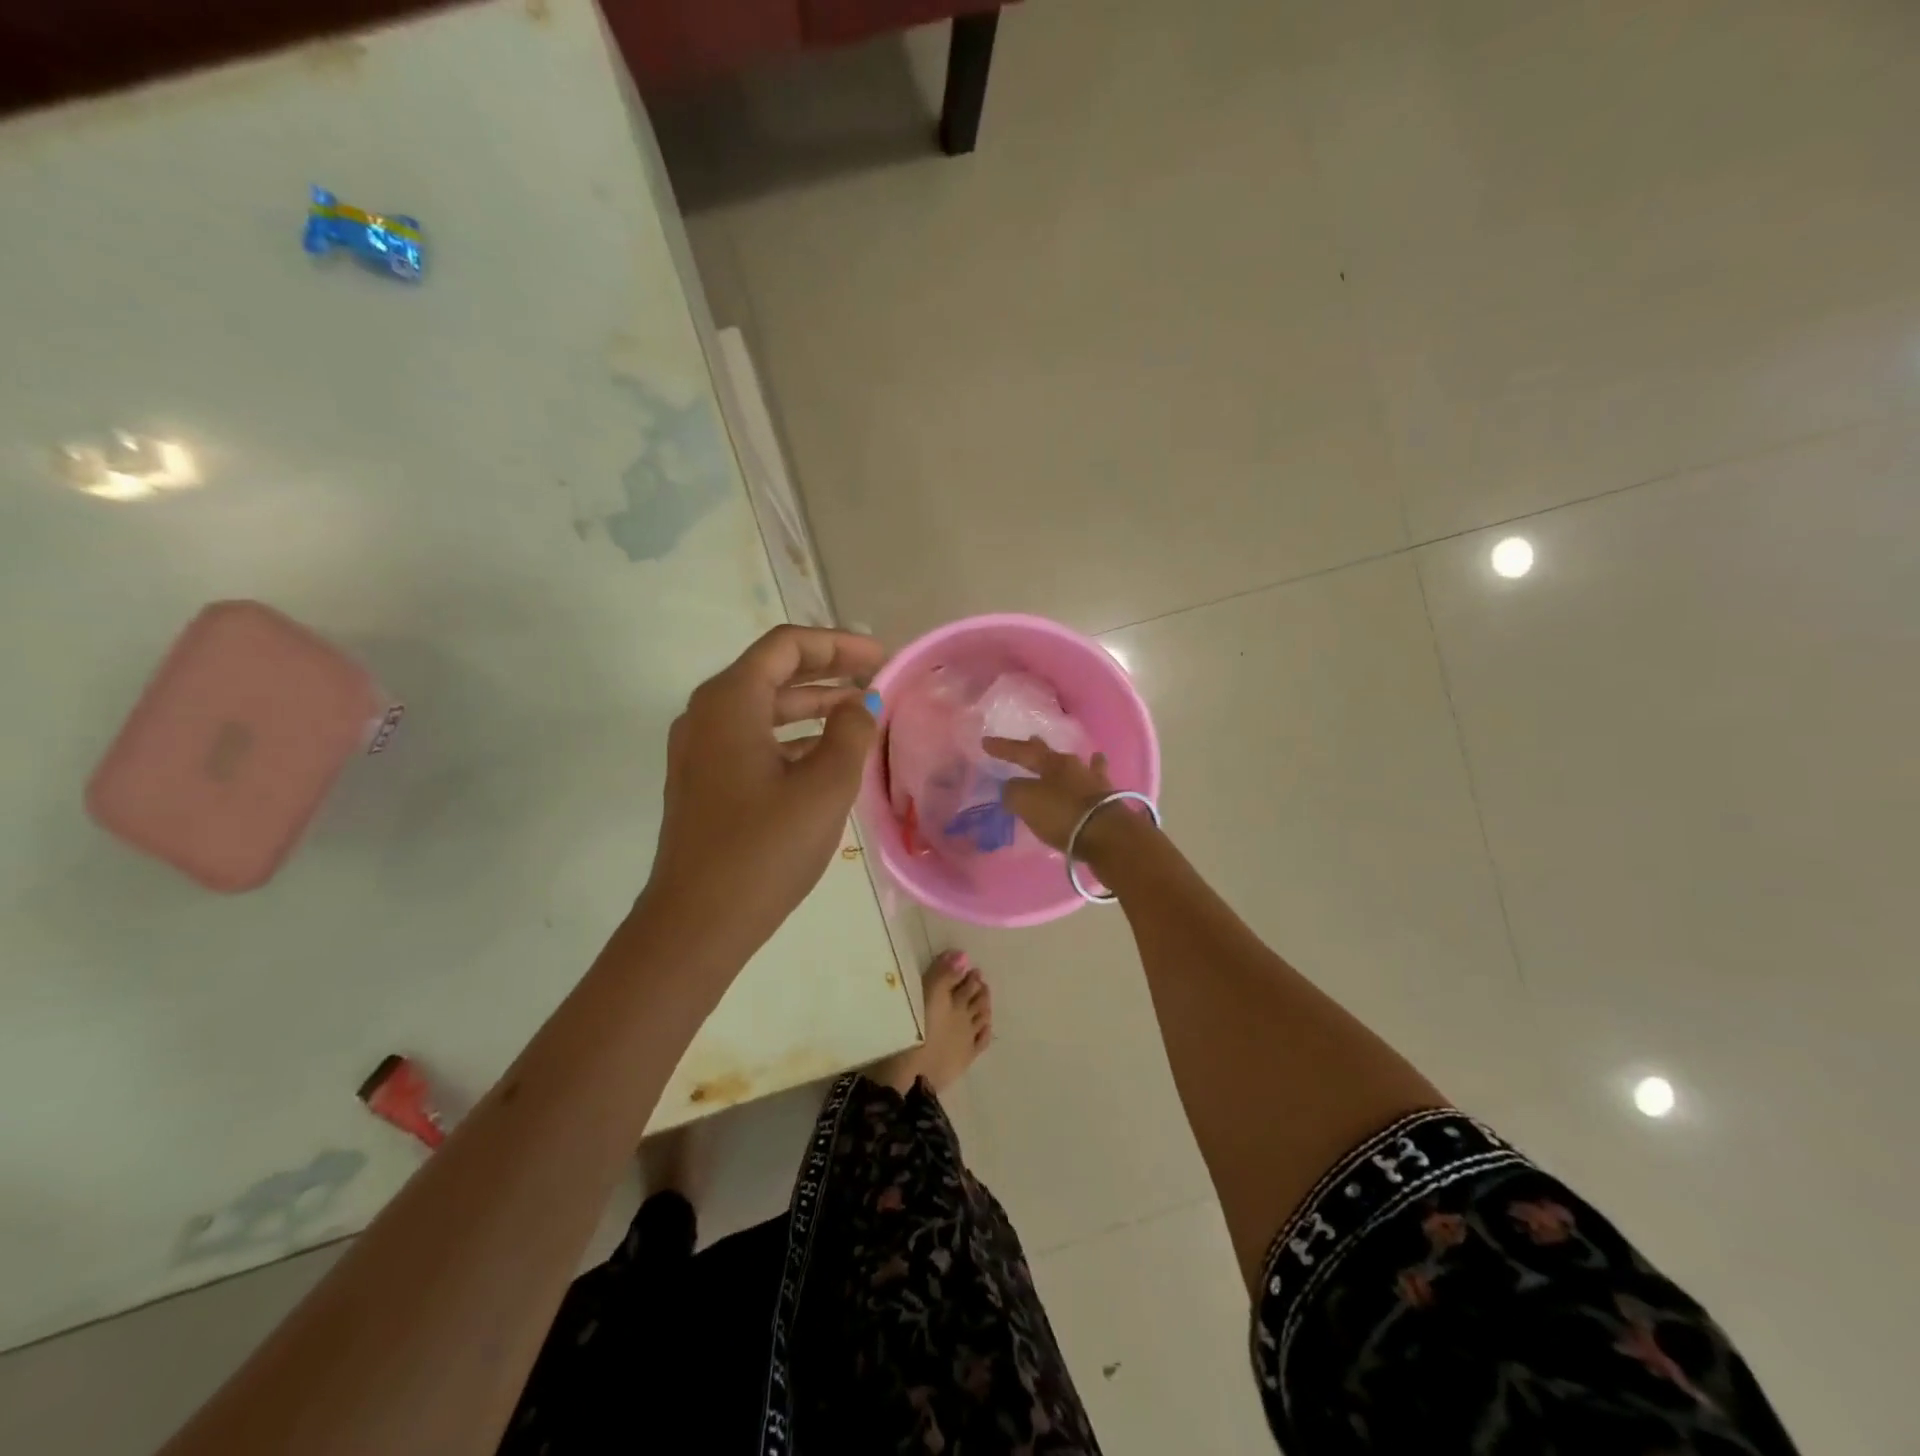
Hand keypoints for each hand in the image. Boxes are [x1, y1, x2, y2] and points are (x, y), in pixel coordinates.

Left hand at [640, 626, 886, 961]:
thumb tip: (861, 702)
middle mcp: (707, 714)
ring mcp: (700, 750)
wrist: (697, 923)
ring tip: (861, 714)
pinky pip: (753, 739)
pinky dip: (792, 737)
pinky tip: (827, 755)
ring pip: (763, 708)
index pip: (787, 646)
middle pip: (773, 671)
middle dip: (829, 671)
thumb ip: (850, 733)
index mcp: (730, 702)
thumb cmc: (765, 849)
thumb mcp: (824, 787)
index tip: (882, 658)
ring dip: (812, 705)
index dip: (839, 644)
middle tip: (877, 680)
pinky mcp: (704, 781)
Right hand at [982, 736, 1118, 851]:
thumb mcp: (1026, 801)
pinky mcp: (1109, 802)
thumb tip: (1011, 788)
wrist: (1108, 836)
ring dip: (1070, 764)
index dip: (1003, 748)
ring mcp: (1095, 783)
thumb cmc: (1062, 814)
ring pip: (1078, 767)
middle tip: (1031, 740)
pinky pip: (1095, 786)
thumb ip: (1013, 791)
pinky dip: (1091, 781)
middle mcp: (1075, 766)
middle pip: (1051, 755)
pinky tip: (1095, 778)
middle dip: (1038, 749)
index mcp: (1052, 763)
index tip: (985, 742)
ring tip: (1069, 758)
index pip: (1022, 751)